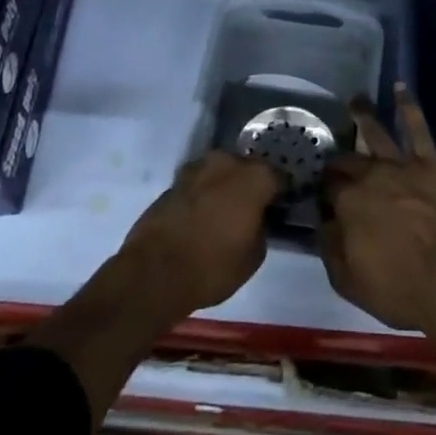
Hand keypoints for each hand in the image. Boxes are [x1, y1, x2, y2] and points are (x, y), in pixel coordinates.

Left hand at [118, 151, 282, 319]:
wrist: (154, 272)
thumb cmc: (213, 266)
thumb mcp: (254, 256)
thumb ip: (261, 227)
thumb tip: (256, 218)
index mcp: (254, 176)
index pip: (278, 176)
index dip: (281, 192)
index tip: (280, 207)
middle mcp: (226, 162)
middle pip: (247, 168)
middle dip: (250, 184)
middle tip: (251, 209)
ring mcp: (196, 168)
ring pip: (220, 173)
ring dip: (224, 187)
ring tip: (224, 212)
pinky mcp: (173, 181)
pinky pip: (199, 184)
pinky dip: (203, 195)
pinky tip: (202, 216)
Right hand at [319, 87, 435, 330]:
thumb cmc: (399, 290)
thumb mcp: (348, 281)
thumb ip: (329, 246)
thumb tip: (322, 220)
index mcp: (346, 202)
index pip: (326, 187)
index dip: (322, 190)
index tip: (322, 195)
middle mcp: (369, 175)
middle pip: (347, 160)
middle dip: (338, 161)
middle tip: (334, 162)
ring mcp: (400, 165)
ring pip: (375, 132)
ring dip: (363, 115)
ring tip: (354, 100)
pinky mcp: (429, 163)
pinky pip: (417, 128)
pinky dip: (408, 106)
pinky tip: (400, 88)